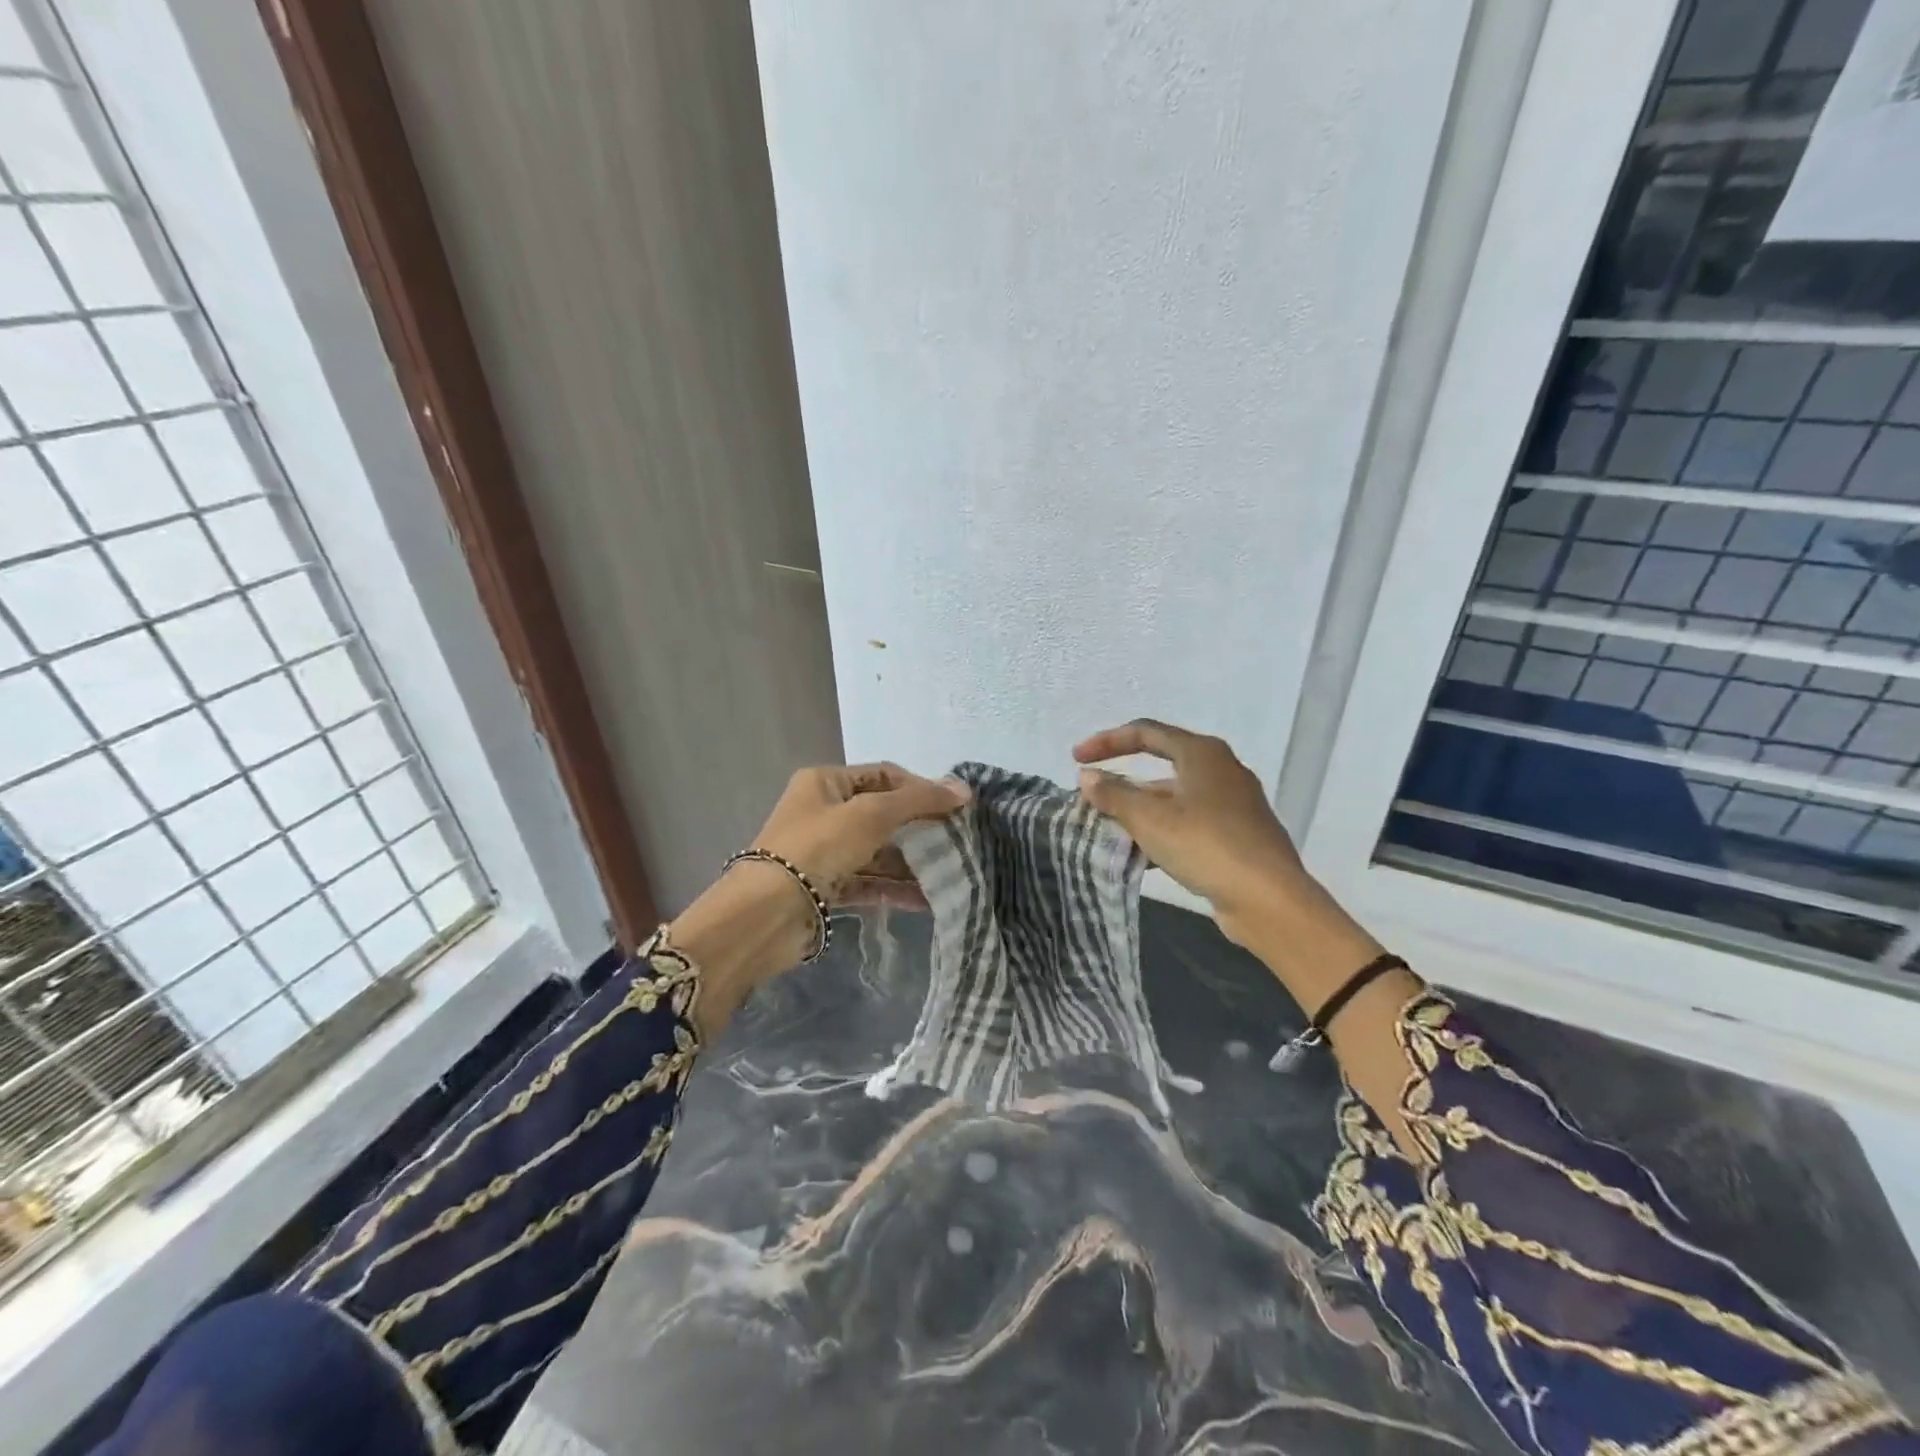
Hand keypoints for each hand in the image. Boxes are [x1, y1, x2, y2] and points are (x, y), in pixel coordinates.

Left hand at [669, 764, 968, 1041]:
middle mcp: (824, 812)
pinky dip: (895, 889)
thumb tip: (963, 789)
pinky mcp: (826, 889)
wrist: (767, 914)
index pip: (883, 775)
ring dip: (911, 863)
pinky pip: (869, 883)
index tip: (954, 807)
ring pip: (877, 852)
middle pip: (882, 814)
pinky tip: (928, 899)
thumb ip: (918, 800)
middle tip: (956, 842)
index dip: (919, 788)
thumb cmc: (818, 847)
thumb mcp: (871, 813)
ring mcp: (824, 852)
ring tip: (950, 874)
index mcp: (825, 782)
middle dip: (919, 828)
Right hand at [1072, 720, 1380, 974]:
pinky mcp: (1238, 835)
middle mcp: (1221, 770)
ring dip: (1140, 811)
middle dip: (1123, 782)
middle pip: (1161, 764)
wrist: (1270, 899)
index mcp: (1202, 753)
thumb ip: (1114, 795)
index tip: (1076, 758)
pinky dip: (1162, 831)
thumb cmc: (1206, 845)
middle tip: (1092, 797)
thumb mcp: (1150, 819)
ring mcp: (1233, 804)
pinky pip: (1189, 823)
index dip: (1107, 742)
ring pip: (1175, 798)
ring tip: (1109, 831)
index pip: (1145, 732)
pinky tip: (1141, 856)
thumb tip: (1087, 777)